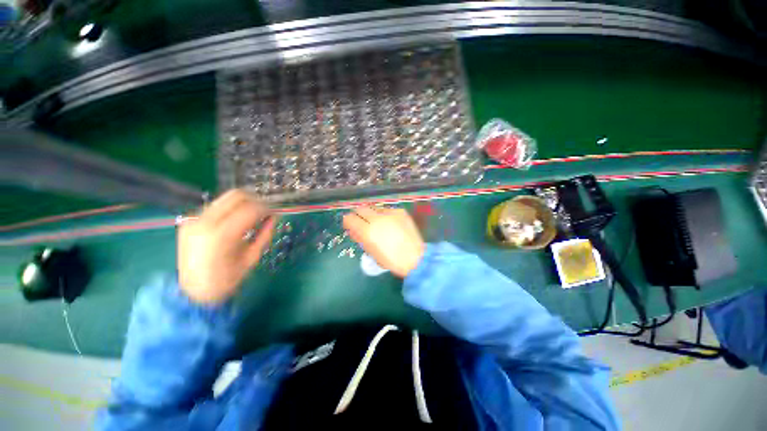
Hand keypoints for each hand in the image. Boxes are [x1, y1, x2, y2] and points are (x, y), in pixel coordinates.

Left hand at [177, 190, 276, 303]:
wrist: (192, 291)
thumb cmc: (226, 280)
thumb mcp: (252, 258)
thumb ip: (265, 235)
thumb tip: (274, 218)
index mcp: (221, 235)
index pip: (250, 209)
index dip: (267, 208)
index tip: (274, 213)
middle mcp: (204, 222)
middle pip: (236, 195)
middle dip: (256, 200)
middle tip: (265, 211)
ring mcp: (194, 219)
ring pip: (225, 198)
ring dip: (243, 203)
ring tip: (252, 215)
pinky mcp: (189, 220)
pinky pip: (216, 206)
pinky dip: (231, 209)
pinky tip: (235, 221)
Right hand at [343, 206, 424, 277]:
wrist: (415, 258)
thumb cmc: (391, 260)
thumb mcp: (371, 251)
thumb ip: (360, 238)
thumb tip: (354, 230)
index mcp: (367, 231)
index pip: (350, 218)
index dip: (348, 221)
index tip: (350, 225)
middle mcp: (377, 218)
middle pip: (361, 208)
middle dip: (359, 215)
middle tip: (361, 222)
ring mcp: (390, 213)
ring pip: (374, 208)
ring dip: (372, 214)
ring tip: (377, 223)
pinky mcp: (400, 212)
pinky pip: (387, 210)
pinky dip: (385, 215)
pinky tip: (389, 223)